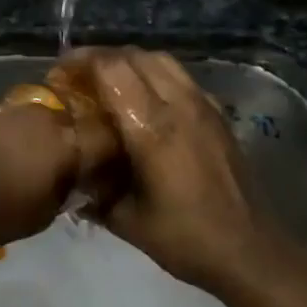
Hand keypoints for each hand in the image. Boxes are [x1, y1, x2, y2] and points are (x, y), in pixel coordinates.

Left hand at [0, 104, 104, 249]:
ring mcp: (16, 112)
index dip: (115, 159)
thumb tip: (70, 189)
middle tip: (77, 173)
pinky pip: (19, 127)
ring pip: (46, 125)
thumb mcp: (38, 218)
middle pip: (77, 127)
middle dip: (80, 147)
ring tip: (41, 169)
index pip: (108, 143)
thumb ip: (61, 200)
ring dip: (48, 143)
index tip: (112, 177)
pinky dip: (22, 142)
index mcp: (71, 143)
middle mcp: (49, 118)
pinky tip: (13, 160)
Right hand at [62, 47, 302, 296]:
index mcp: (152, 128)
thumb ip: (91, 188)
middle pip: (134, 56)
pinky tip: (144, 99)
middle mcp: (179, 105)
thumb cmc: (184, 238)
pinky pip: (180, 76)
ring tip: (106, 82)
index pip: (111, 69)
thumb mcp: (125, 219)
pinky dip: (154, 74)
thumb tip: (66, 168)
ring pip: (160, 60)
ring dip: (128, 62)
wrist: (250, 251)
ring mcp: (203, 106)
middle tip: (76, 77)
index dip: (80, 62)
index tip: (57, 75)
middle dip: (100, 58)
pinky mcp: (217, 114)